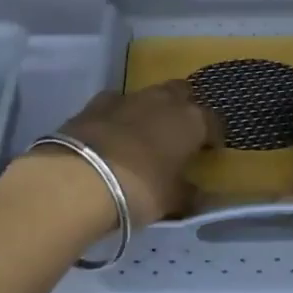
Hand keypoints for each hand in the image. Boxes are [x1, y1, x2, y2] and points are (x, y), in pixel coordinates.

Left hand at [55, 81, 222, 224]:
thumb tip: (199, 195)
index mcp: (191, 121)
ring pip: (148, 95)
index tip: (209, 151)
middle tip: (178, 134)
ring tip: (145, 134)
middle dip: (183, 108)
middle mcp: (163, 100)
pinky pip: (116, 103)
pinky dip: (119, 115)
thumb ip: (189, 194)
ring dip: (151, 110)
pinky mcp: (95, 103)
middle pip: (181, 93)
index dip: (213, 136)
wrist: (79, 178)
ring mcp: (127, 97)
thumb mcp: (171, 200)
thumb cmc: (139, 189)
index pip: (213, 121)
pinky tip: (113, 132)